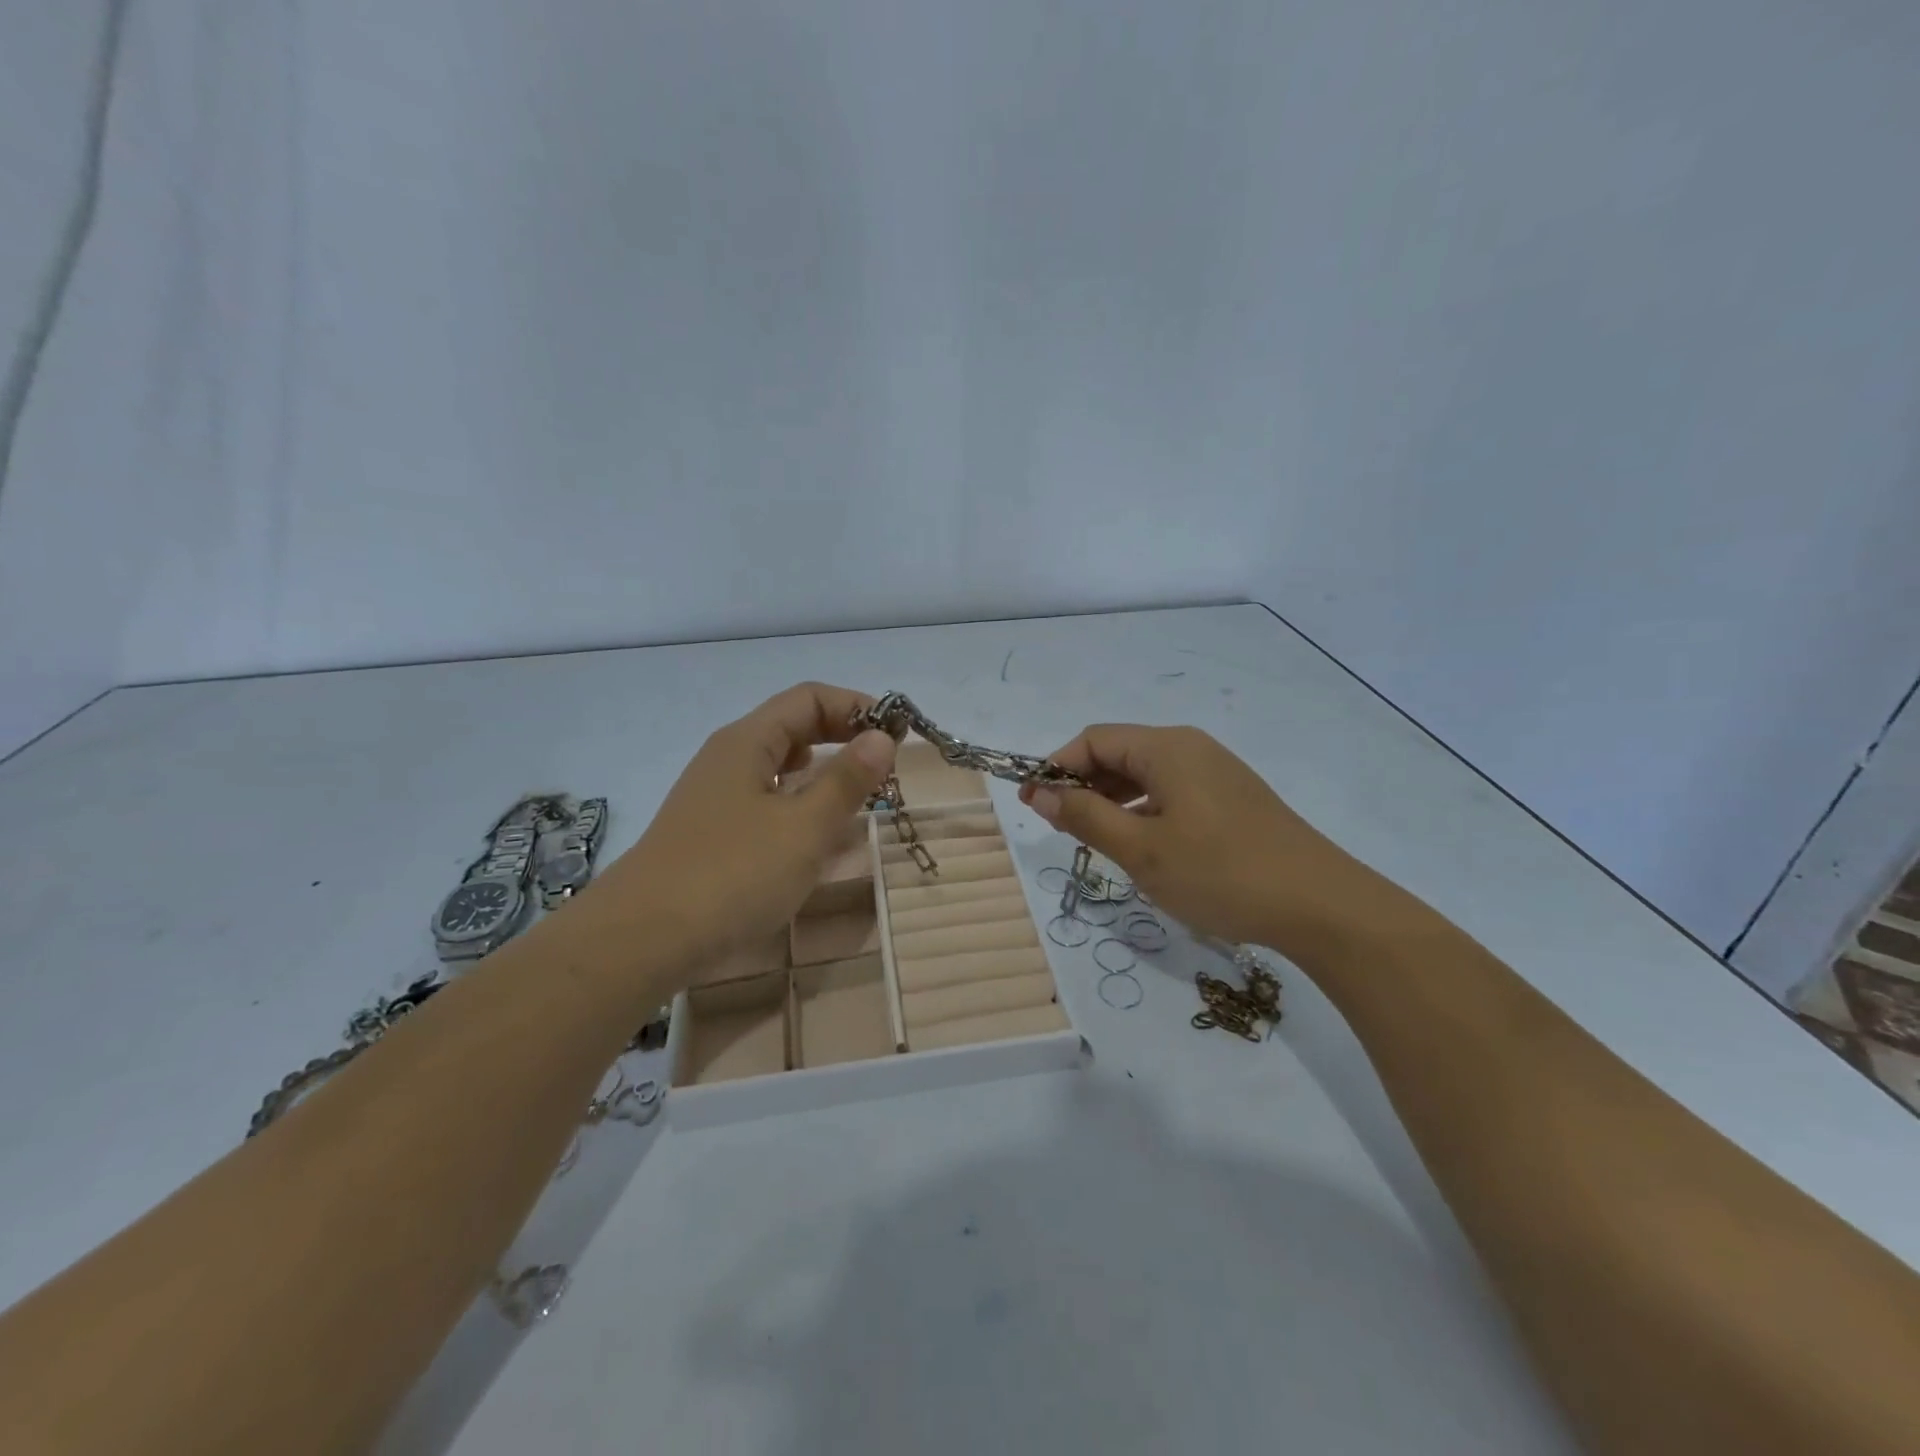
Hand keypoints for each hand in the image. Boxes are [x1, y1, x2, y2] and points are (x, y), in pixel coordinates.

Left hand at [588, 683, 895, 973]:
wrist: (643, 939)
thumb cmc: (733, 874)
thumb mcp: (804, 827)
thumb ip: (846, 780)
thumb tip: (881, 737)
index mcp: (747, 742)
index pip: (809, 698)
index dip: (856, 707)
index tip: (895, 735)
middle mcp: (728, 758)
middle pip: (792, 727)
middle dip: (842, 738)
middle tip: (883, 767)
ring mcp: (715, 798)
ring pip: (779, 767)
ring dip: (822, 773)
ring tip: (858, 798)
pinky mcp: (711, 834)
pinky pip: (766, 801)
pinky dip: (799, 805)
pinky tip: (814, 835)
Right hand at [1019, 724, 1375, 955]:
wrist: (1322, 905)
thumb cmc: (1221, 873)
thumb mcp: (1141, 850)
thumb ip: (1086, 817)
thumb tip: (1042, 793)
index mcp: (1166, 748)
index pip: (1093, 740)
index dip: (1055, 767)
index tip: (1032, 804)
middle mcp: (1190, 748)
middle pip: (1119, 752)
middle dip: (1081, 783)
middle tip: (1057, 826)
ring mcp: (1215, 772)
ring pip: (1145, 773)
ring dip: (1110, 798)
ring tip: (1092, 837)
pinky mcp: (1231, 798)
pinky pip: (1171, 791)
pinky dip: (1142, 808)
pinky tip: (1139, 843)